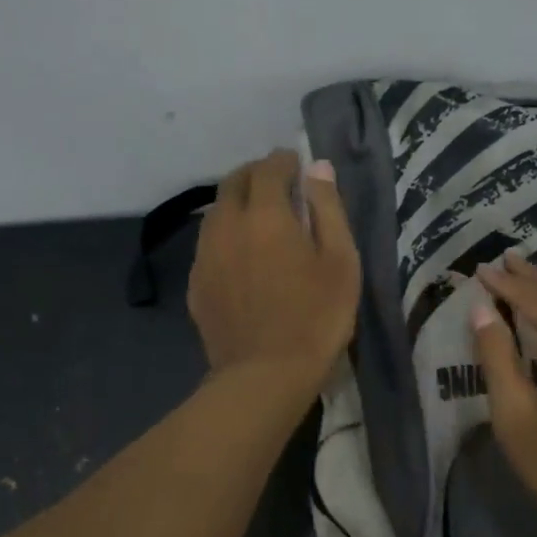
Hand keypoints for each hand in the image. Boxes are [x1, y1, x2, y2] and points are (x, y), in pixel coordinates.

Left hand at [188, 150, 360, 390]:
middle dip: (255, 175)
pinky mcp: (196, 285)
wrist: (265, 375)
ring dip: (237, 204)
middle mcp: (226, 225)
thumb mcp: (340, 260)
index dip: (284, 161)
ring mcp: (205, 256)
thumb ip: (328, 208)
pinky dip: (226, 237)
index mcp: (264, 214)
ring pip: (216, 213)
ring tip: (258, 219)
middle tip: (278, 186)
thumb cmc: (316, 317)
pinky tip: (241, 257)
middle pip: (233, 183)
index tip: (297, 165)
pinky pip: (209, 245)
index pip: (268, 168)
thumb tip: (316, 167)